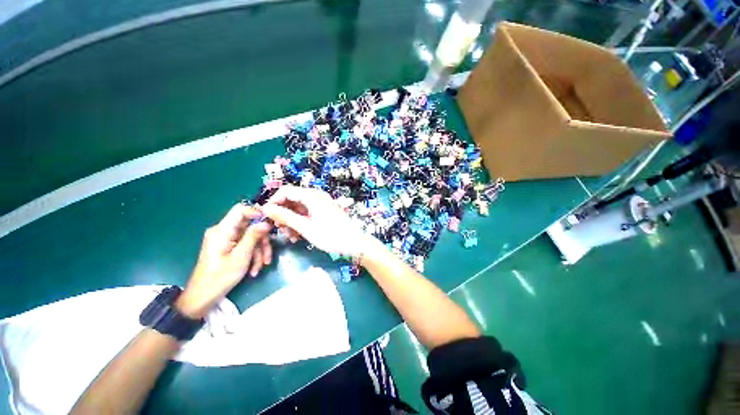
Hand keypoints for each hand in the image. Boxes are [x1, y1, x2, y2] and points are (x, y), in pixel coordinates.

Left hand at [176, 204, 271, 317]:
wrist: (203, 296)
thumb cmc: (220, 277)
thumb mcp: (241, 256)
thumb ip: (253, 236)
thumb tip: (266, 222)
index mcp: (222, 230)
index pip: (240, 210)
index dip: (257, 213)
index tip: (270, 223)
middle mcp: (223, 231)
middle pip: (250, 226)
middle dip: (261, 241)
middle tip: (267, 256)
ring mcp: (226, 239)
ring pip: (251, 237)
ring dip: (259, 251)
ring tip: (261, 266)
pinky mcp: (228, 246)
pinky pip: (245, 244)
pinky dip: (252, 255)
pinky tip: (254, 268)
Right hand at [261, 186, 372, 256]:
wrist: (355, 243)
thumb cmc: (331, 235)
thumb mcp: (306, 227)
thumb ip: (285, 216)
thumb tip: (265, 208)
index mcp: (312, 195)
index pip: (285, 191)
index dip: (273, 202)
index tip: (266, 217)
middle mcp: (316, 196)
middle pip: (292, 199)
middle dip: (283, 214)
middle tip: (280, 230)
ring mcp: (321, 204)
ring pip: (298, 208)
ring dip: (291, 221)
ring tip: (291, 237)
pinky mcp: (324, 212)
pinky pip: (307, 213)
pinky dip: (300, 223)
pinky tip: (299, 236)